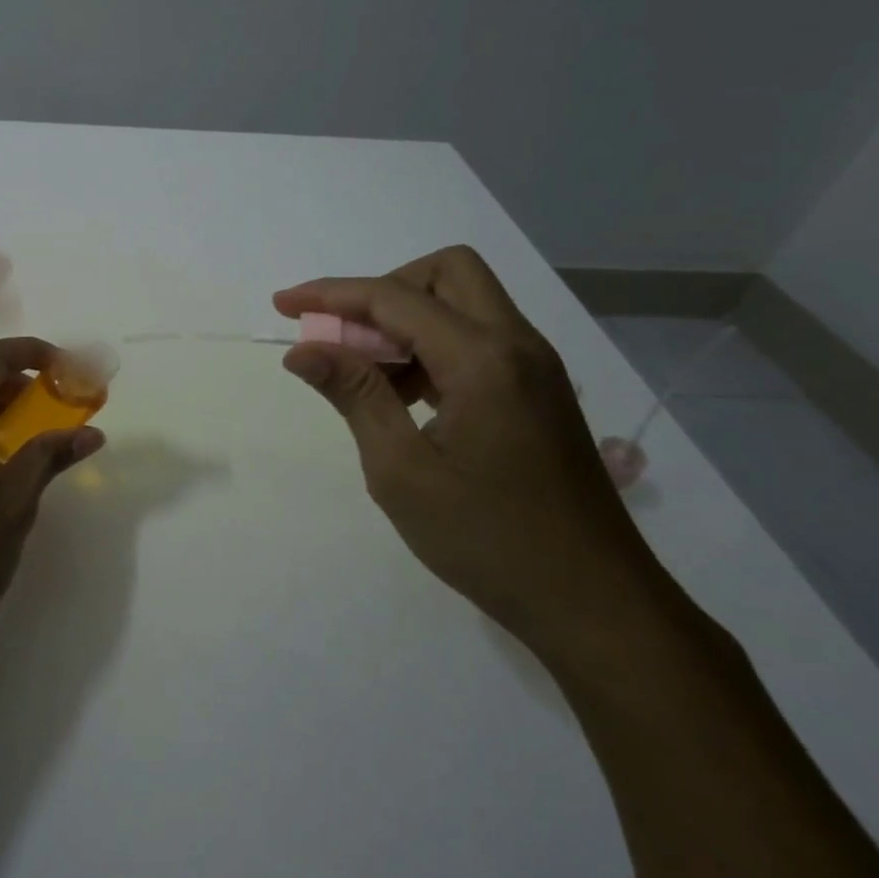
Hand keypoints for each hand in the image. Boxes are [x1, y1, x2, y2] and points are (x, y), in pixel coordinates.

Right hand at [274, 247, 676, 662]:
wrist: (595, 604)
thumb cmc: (487, 539)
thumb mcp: (401, 470)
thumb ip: (354, 395)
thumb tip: (303, 349)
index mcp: (483, 359)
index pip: (394, 298)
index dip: (331, 295)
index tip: (283, 304)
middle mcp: (517, 345)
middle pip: (446, 273)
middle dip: (384, 291)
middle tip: (346, 339)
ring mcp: (535, 368)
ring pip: (465, 303)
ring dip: (408, 322)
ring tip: (369, 380)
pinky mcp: (539, 392)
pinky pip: (478, 340)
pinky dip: (433, 348)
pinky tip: (407, 400)